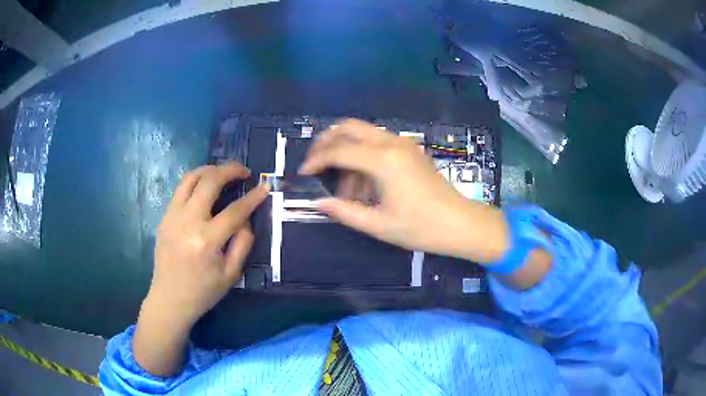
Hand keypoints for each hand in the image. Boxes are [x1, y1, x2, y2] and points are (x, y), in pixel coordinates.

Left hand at [148, 163, 268, 326]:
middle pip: (209, 182)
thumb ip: (243, 243)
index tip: (264, 187)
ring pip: (190, 178)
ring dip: (210, 169)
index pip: (234, 210)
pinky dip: (196, 181)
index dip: (252, 197)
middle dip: (229, 170)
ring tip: (223, 171)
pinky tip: (205, 187)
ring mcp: (172, 216)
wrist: (169, 299)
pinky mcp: (164, 217)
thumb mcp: (231, 274)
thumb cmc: (203, 291)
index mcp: (206, 241)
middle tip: (243, 171)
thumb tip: (246, 217)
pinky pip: (180, 189)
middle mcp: (187, 222)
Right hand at [299, 119, 508, 262]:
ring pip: (363, 132)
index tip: (303, 173)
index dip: (316, 160)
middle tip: (315, 164)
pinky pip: (377, 142)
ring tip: (343, 185)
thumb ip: (344, 211)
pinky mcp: (409, 149)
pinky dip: (362, 154)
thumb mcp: (379, 225)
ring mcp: (403, 143)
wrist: (460, 223)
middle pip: (349, 127)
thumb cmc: (421, 228)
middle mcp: (392, 143)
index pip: (339, 150)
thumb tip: (317, 202)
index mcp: (383, 161)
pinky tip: (363, 183)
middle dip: (326, 141)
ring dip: (345, 150)